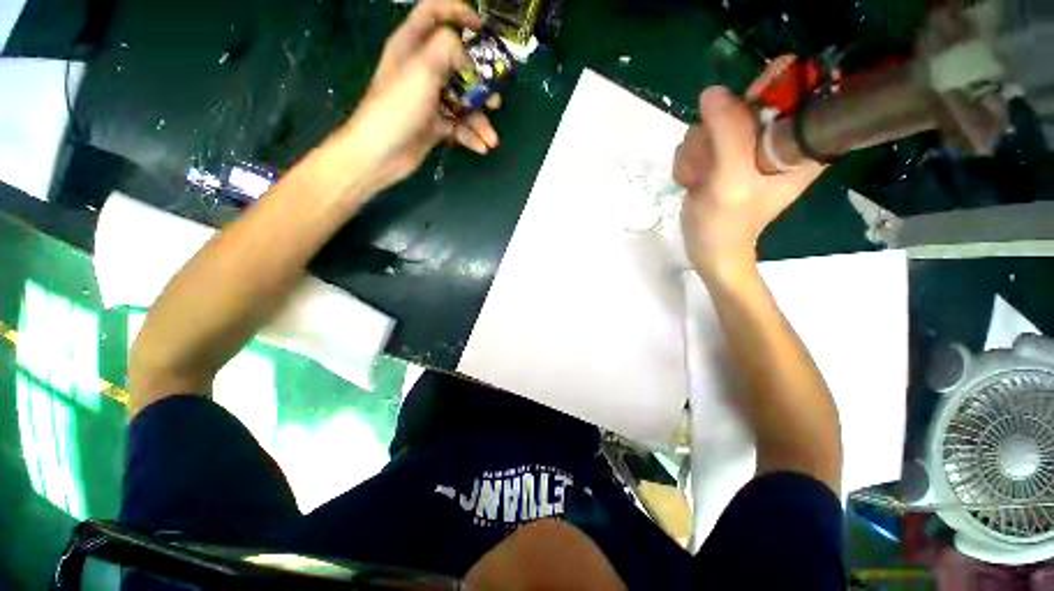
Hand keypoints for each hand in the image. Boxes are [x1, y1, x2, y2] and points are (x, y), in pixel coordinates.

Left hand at [336, 0, 499, 192]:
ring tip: (491, 117)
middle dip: (482, 66)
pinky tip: (483, 144)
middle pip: (459, 51)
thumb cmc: (395, 106)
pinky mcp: (434, 119)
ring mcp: (429, 92)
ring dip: (482, 104)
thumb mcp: (423, 66)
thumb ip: (450, 46)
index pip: (434, 10)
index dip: (459, 10)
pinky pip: (462, 120)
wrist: (373, 158)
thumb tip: (469, 55)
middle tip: (496, 77)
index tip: (481, 25)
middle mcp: (421, 63)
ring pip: (465, 88)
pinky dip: (473, 131)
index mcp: (411, 43)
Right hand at [673, 60, 822, 276]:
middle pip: (750, 100)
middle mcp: (777, 141)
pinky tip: (698, 178)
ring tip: (706, 177)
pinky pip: (703, 128)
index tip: (774, 73)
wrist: (709, 250)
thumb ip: (728, 134)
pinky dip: (694, 152)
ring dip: (702, 144)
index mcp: (797, 150)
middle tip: (717, 154)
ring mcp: (749, 142)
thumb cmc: (730, 224)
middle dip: (723, 124)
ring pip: (718, 114)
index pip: (803, 102)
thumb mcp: (732, 181)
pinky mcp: (727, 145)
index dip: (788, 82)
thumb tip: (715, 92)